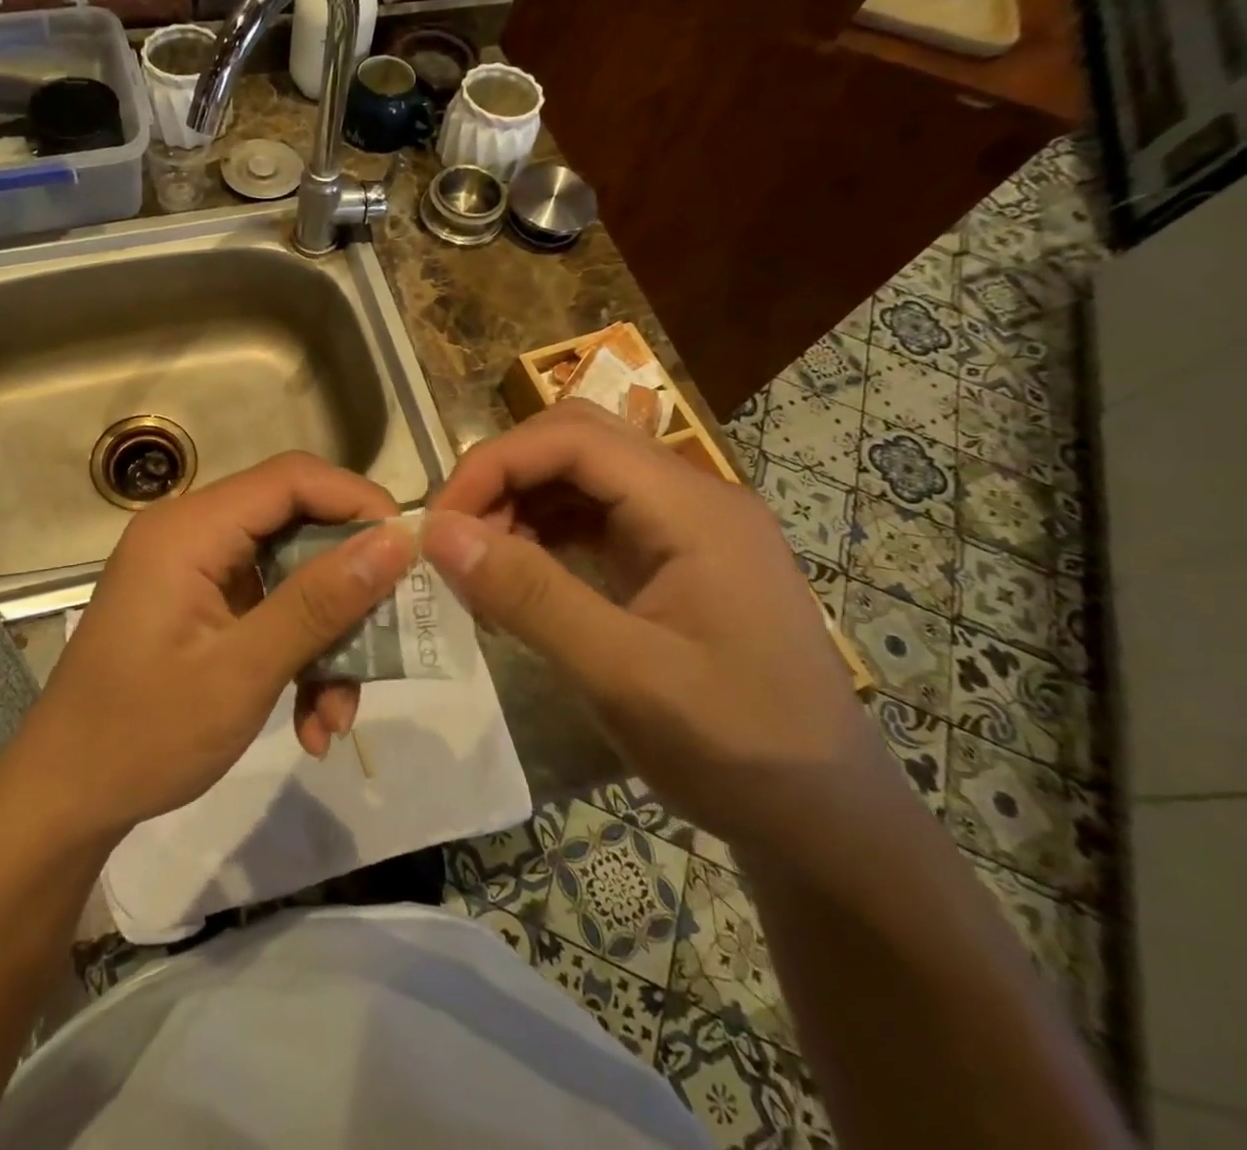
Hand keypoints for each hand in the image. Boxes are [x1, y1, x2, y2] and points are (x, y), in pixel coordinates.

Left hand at [16, 452, 414, 843]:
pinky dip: (296, 655)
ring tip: (339, 713)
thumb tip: (396, 542)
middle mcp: (192, 534)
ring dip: (326, 639)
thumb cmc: (143, 734)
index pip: (292, 478)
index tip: (410, 552)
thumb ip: (320, 601)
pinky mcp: (200, 605)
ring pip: (291, 576)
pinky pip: (268, 609)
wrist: (65, 798)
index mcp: (190, 529)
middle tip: (389, 635)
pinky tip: (311, 723)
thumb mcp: (243, 671)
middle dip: (347, 587)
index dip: (358, 503)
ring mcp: (195, 571)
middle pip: (297, 526)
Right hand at [421, 400, 901, 864]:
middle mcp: (690, 498)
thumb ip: (529, 596)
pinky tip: (515, 580)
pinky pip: (588, 519)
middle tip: (453, 539)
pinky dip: (539, 536)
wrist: (826, 824)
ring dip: (516, 506)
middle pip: (574, 442)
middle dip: (502, 477)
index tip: (439, 523)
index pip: (574, 438)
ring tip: (478, 568)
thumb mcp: (624, 676)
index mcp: (693, 508)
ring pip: (577, 477)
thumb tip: (437, 532)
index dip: (494, 464)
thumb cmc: (737, 750)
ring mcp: (681, 528)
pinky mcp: (668, 559)